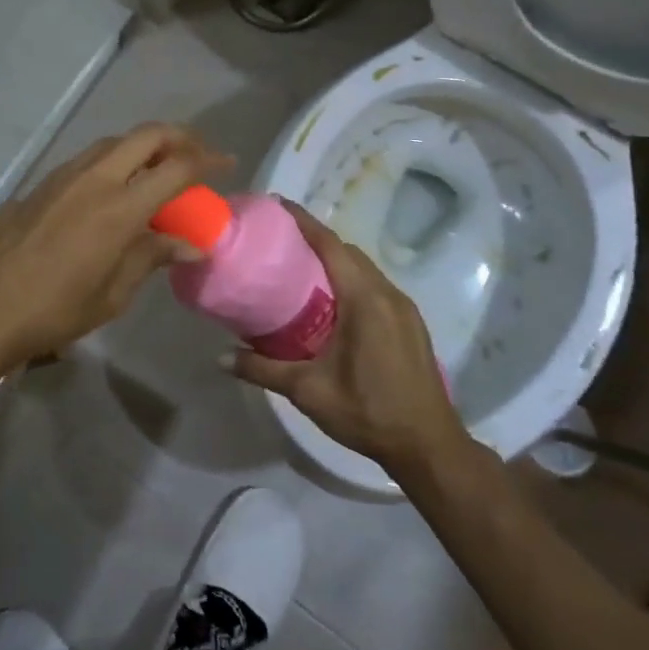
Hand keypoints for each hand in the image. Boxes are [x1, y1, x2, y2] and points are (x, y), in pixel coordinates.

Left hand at [0, 123, 230, 370]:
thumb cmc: (54, 310)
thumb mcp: (113, 293)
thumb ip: (152, 257)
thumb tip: (190, 244)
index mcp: (119, 208)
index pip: (176, 169)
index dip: (207, 161)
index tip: (227, 164)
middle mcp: (95, 178)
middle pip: (147, 135)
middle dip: (180, 137)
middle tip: (197, 156)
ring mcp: (64, 175)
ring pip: (115, 142)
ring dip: (144, 146)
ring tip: (159, 170)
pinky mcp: (43, 182)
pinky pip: (89, 158)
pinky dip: (115, 160)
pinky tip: (116, 188)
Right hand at [229, 201, 477, 479]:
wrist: (428, 445)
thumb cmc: (367, 411)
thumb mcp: (308, 391)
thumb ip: (263, 370)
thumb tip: (220, 358)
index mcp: (364, 299)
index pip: (330, 245)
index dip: (304, 221)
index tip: (278, 204)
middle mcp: (387, 293)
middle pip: (348, 252)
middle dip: (316, 238)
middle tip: (280, 239)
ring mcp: (404, 308)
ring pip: (364, 268)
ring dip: (335, 260)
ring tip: (300, 266)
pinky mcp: (410, 323)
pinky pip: (375, 285)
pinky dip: (351, 279)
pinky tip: (332, 299)